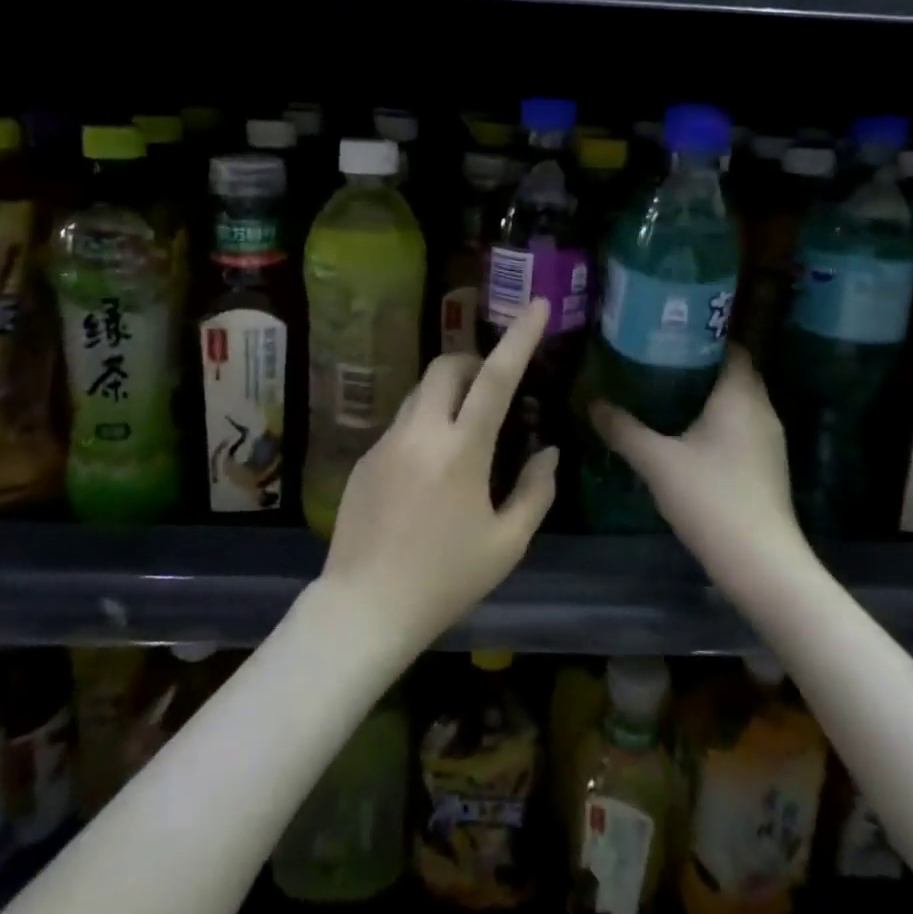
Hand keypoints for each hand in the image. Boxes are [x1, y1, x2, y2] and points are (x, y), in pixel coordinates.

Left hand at [319, 297, 556, 659]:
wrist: (364, 607)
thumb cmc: (445, 580)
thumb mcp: (507, 544)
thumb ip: (535, 491)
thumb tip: (548, 451)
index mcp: (461, 450)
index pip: (496, 378)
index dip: (520, 337)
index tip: (538, 305)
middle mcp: (420, 432)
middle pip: (447, 366)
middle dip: (474, 362)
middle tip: (493, 389)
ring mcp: (386, 442)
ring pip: (421, 392)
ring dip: (448, 394)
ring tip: (465, 433)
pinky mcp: (365, 458)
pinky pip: (402, 424)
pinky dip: (425, 425)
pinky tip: (429, 472)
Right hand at [590, 349, 811, 594]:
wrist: (761, 564)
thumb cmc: (711, 499)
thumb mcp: (657, 462)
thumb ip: (623, 429)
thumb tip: (592, 402)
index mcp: (740, 396)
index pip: (729, 346)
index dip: (699, 335)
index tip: (664, 331)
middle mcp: (760, 409)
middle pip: (731, 371)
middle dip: (696, 362)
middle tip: (654, 357)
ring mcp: (767, 440)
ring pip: (735, 400)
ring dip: (704, 392)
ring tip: (661, 388)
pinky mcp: (765, 465)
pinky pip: (738, 425)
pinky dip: (713, 418)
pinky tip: (682, 430)